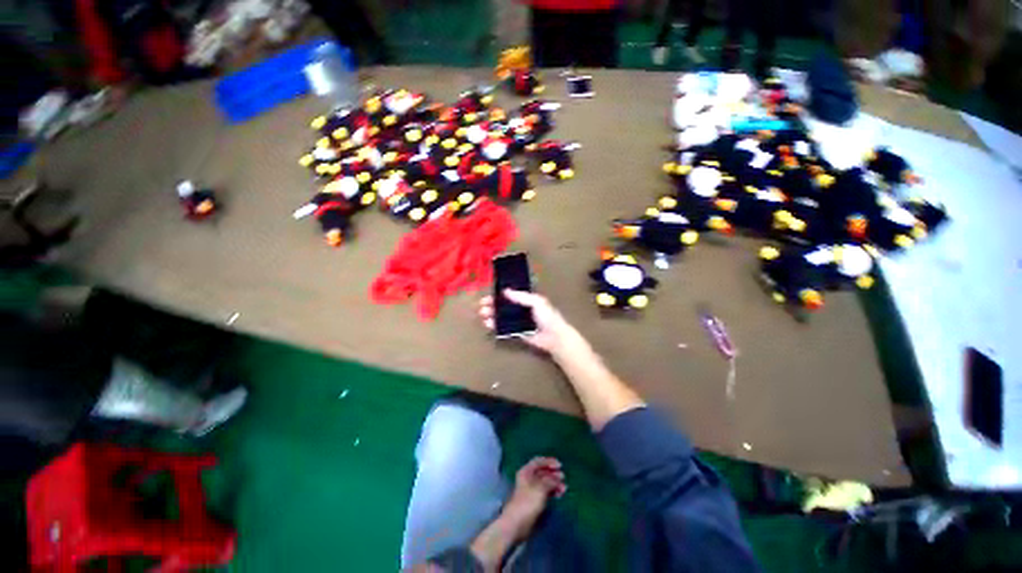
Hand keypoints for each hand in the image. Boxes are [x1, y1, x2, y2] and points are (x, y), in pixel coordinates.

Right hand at [479, 289, 584, 355]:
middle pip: (503, 305)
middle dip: (492, 305)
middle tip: (482, 306)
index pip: (510, 294)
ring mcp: (517, 321)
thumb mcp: (537, 301)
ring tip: (483, 315)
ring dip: (491, 315)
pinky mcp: (516, 332)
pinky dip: (495, 326)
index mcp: (526, 299)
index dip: (498, 294)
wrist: (554, 337)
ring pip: (501, 316)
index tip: (488, 294)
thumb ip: (521, 296)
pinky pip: (503, 328)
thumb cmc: (547, 316)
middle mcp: (520, 309)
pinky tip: (488, 324)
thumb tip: (505, 291)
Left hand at [499, 457, 566, 541]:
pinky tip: (559, 494)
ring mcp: (531, 490)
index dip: (549, 462)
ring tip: (564, 488)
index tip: (560, 465)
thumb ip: (550, 481)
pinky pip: (545, 492)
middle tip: (563, 477)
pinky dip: (552, 491)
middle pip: (542, 472)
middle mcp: (528, 478)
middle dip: (553, 474)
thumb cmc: (527, 502)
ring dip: (554, 483)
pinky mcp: (534, 501)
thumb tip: (558, 478)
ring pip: (545, 482)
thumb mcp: (540, 488)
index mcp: (526, 471)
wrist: (517, 524)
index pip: (538, 461)